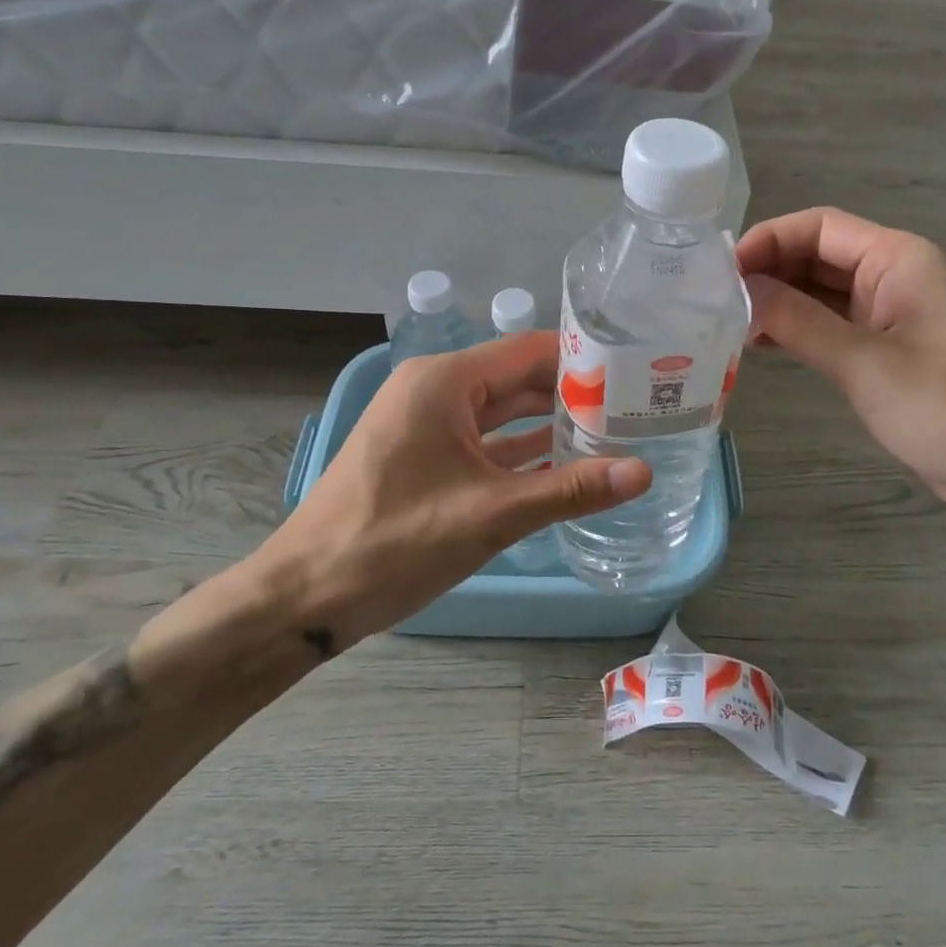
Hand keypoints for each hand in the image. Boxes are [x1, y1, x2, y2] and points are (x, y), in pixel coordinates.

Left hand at [256, 332, 651, 646]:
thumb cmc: (393, 542)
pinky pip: (482, 440)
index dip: (582, 360)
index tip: (634, 374)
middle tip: (633, 408)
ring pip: (501, 410)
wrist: (303, 595)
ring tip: (611, 432)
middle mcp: (435, 389)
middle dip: (571, 393)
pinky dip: (520, 450)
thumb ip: (570, 490)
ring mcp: (424, 423)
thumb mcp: (490, 515)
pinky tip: (563, 464)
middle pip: (517, 378)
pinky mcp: (421, 454)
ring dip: (548, 422)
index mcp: (445, 381)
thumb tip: (642, 472)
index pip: (529, 350)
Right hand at [737, 208, 945, 534]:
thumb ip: (799, 322)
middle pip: (817, 256)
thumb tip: (739, 290)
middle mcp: (894, 278)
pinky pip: (832, 328)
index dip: (767, 240)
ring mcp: (891, 317)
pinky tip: (761, 348)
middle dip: (767, 272)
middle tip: (712, 301)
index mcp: (899, 260)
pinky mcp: (888, 355)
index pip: (820, 227)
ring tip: (727, 326)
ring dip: (778, 303)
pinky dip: (796, 332)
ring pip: (821, 293)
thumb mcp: (867, 364)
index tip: (719, 272)